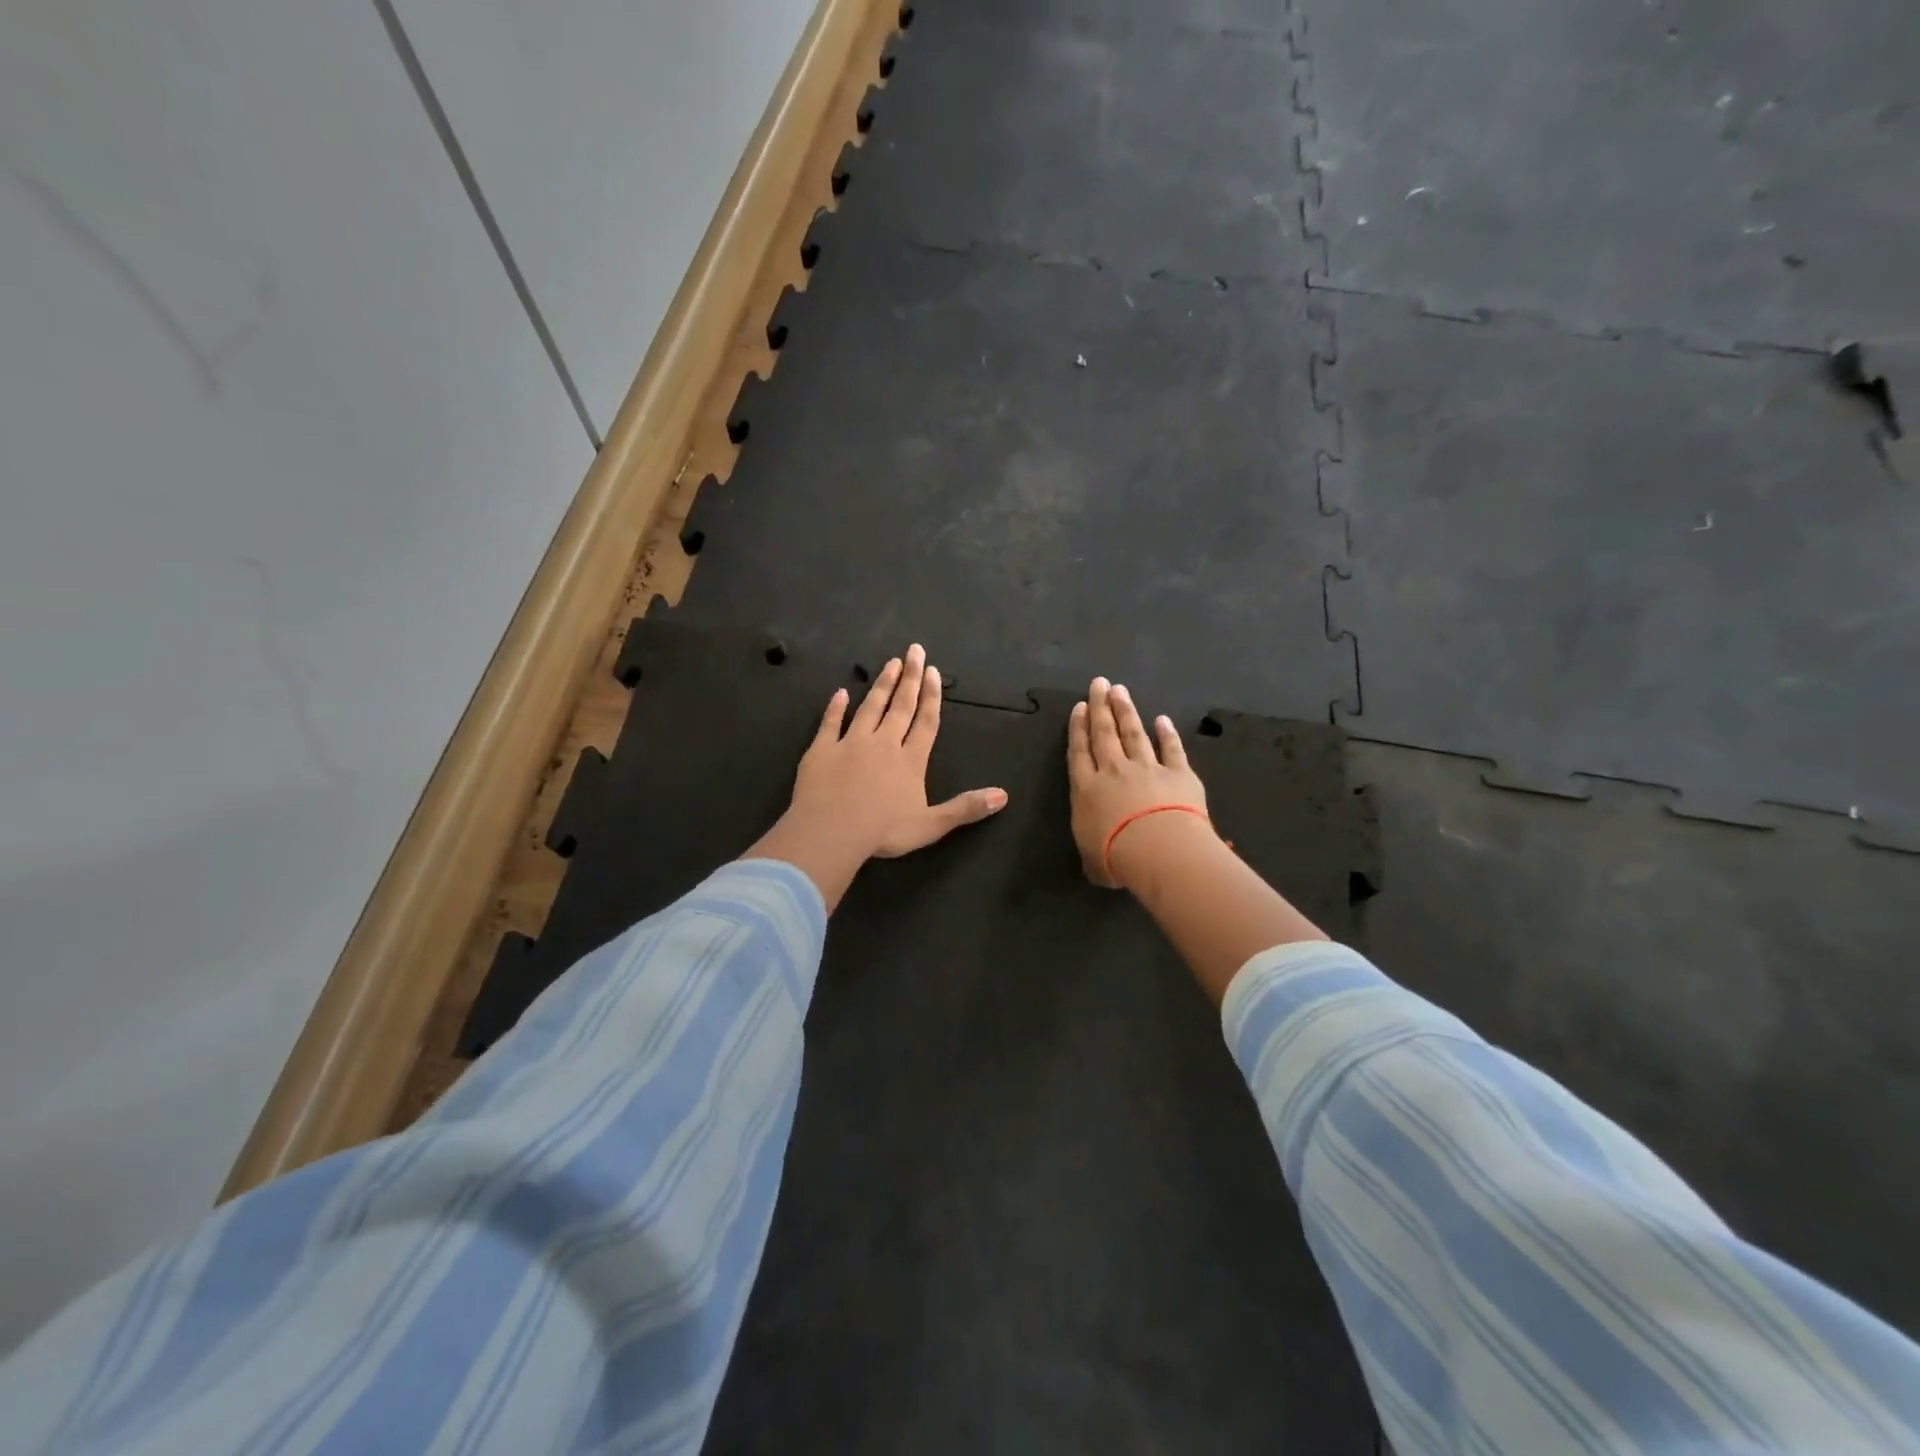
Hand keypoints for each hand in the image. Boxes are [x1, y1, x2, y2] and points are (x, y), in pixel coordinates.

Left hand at [745, 644, 1008, 908]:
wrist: (832, 831)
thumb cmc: (884, 831)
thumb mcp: (932, 825)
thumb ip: (965, 808)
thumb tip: (1003, 796)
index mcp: (910, 761)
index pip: (925, 722)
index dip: (931, 697)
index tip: (933, 671)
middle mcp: (883, 744)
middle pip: (900, 706)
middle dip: (909, 678)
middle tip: (914, 650)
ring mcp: (850, 744)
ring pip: (869, 708)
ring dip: (881, 685)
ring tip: (890, 663)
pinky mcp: (822, 750)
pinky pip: (830, 723)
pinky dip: (835, 707)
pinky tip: (841, 693)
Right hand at [1067, 678, 1209, 888]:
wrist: (1157, 848)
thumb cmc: (1116, 857)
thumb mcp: (1093, 862)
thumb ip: (1093, 854)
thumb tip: (1097, 860)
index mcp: (1087, 790)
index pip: (1079, 753)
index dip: (1078, 728)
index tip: (1080, 707)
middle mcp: (1113, 771)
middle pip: (1104, 734)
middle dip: (1100, 707)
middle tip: (1099, 683)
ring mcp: (1147, 768)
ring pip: (1133, 733)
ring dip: (1126, 711)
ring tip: (1120, 690)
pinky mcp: (1178, 773)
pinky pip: (1171, 748)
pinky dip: (1167, 733)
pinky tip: (1162, 719)